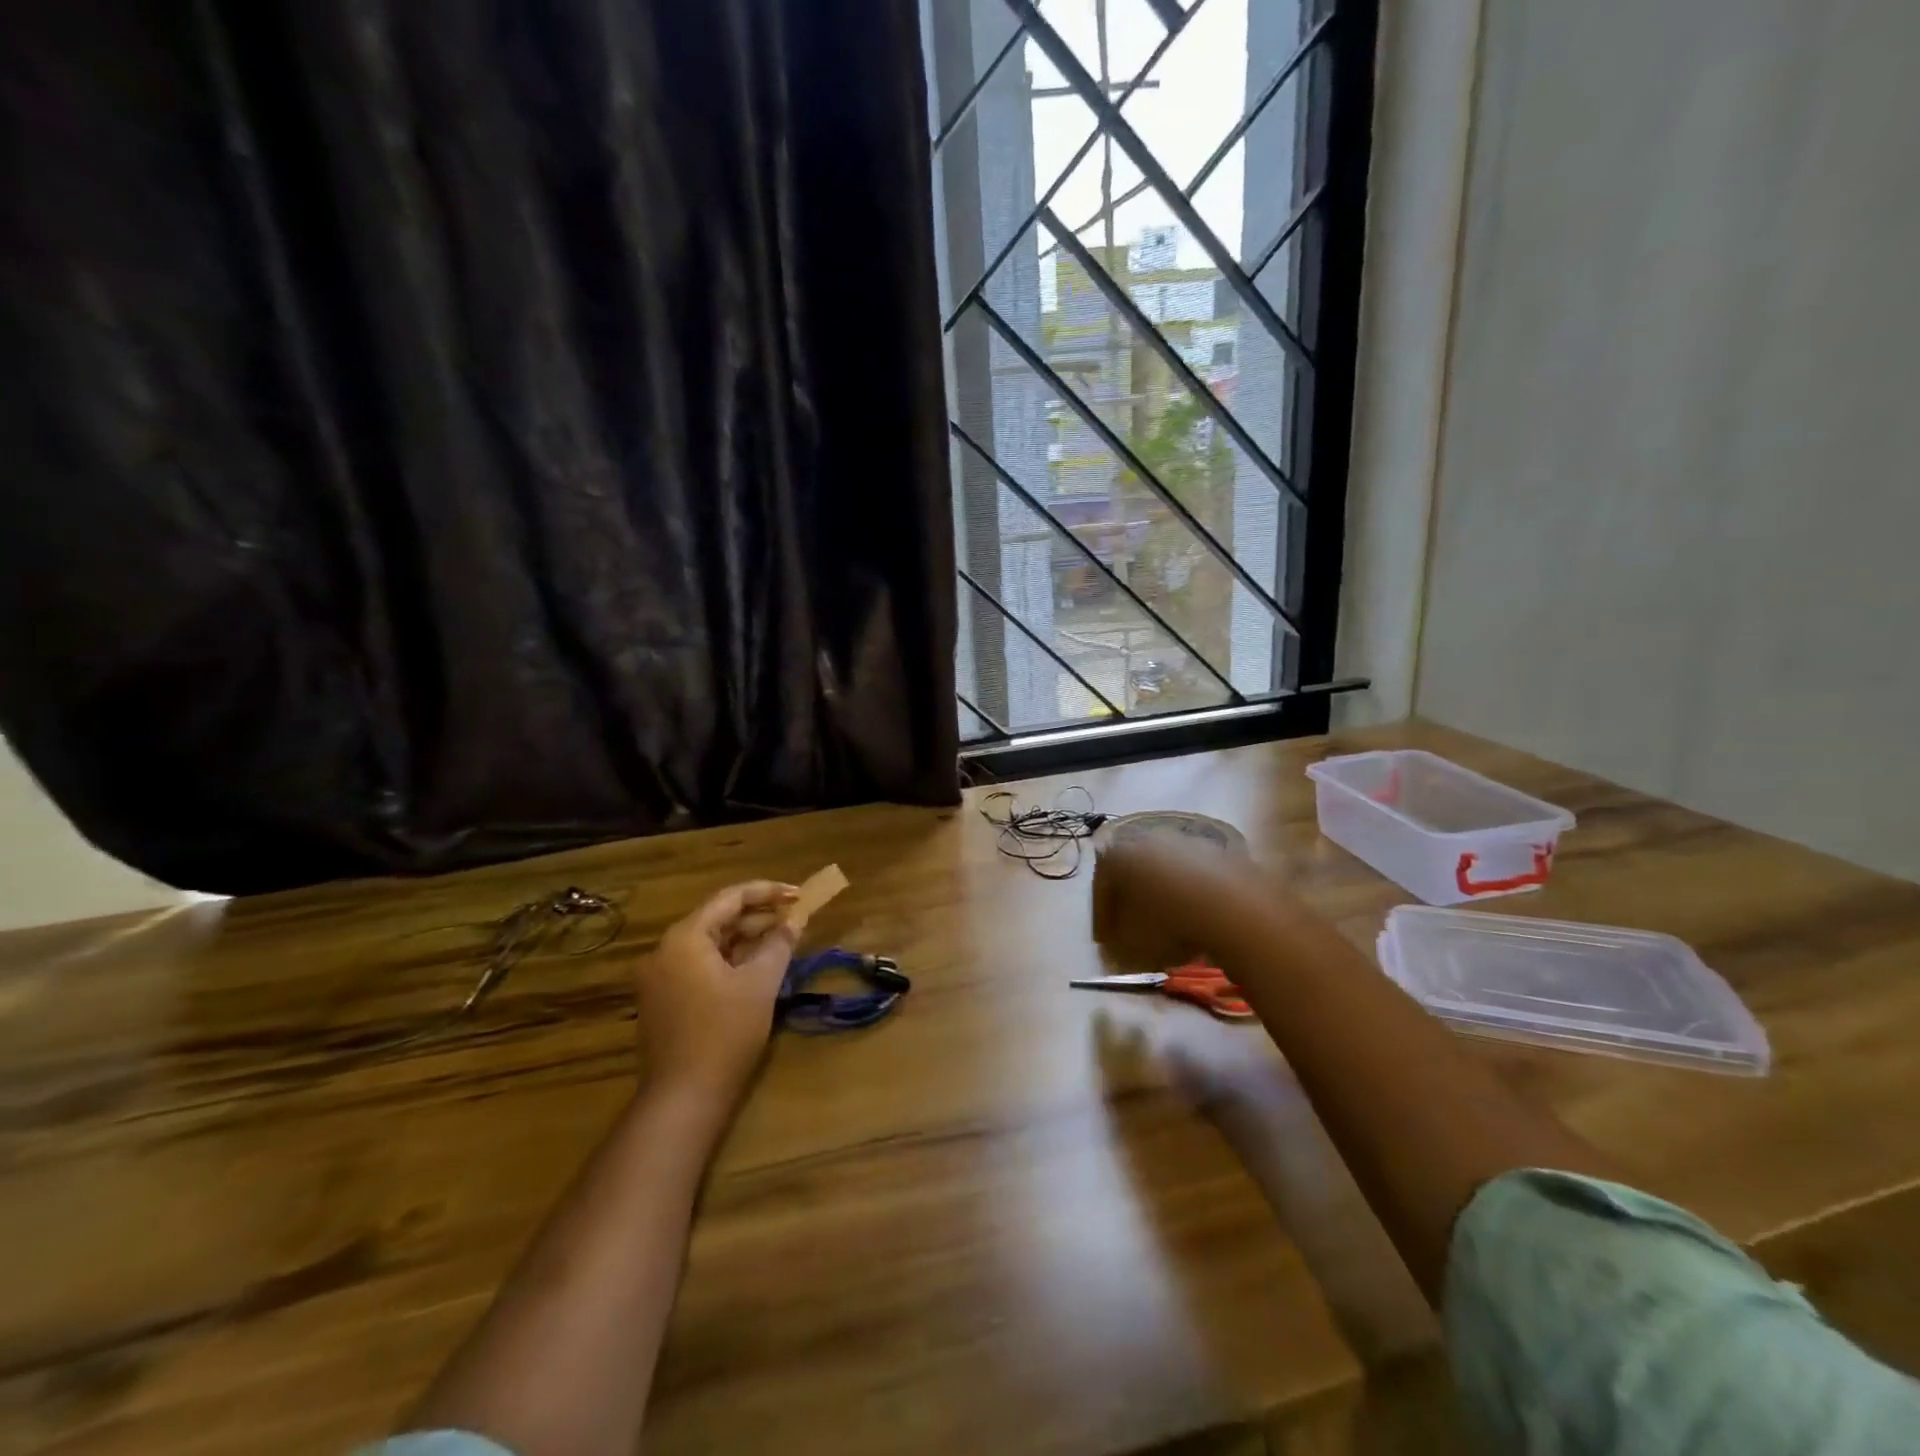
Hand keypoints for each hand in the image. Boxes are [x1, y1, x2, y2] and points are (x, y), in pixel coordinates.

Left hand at [635, 881, 798, 1095]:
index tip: (798, 894)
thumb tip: (796, 919)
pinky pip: (700, 966)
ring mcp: (659, 978)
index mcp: (684, 938)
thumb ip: (779, 944)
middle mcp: (665, 951)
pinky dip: (730, 961)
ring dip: (746, 940)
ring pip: (709, 944)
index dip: (767, 892)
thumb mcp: (760, 984)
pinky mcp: (663, 1001)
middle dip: (759, 917)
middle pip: (717, 919)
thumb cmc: (725, 1033)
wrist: (683, 1098)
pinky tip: (757, 968)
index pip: (730, 898)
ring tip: (783, 941)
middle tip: (796, 919)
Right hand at [1092, 839, 1236, 970]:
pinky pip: (1197, 880)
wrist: (1232, 909)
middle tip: (1136, 933)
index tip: (1106, 942)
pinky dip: (1194, 899)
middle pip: (1134, 875)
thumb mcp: (1129, 947)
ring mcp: (1187, 843)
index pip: (1100, 887)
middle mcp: (1147, 839)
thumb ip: (1114, 946)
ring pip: (1167, 875)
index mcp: (1117, 856)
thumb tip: (1114, 946)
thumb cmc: (1167, 925)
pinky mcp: (1220, 852)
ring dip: (1165, 900)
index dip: (1102, 918)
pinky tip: (1200, 923)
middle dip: (1134, 904)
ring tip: (1172, 932)